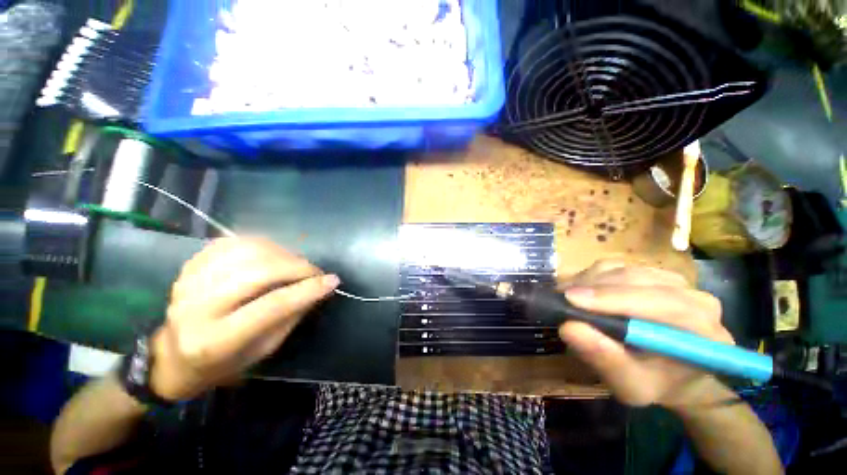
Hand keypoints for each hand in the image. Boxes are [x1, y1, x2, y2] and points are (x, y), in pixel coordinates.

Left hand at [149, 238, 339, 400]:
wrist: (173, 357)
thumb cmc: (224, 362)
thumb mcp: (263, 350)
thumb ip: (290, 316)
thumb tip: (319, 288)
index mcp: (215, 341)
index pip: (271, 306)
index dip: (307, 290)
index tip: (333, 280)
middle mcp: (196, 308)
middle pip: (258, 273)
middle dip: (297, 267)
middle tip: (315, 272)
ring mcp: (188, 282)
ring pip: (247, 251)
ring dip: (282, 253)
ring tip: (296, 264)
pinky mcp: (189, 266)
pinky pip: (233, 242)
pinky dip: (261, 244)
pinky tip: (273, 255)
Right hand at [558, 260, 732, 408]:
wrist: (671, 371)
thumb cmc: (654, 382)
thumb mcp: (630, 386)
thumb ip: (606, 360)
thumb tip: (568, 327)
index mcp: (703, 330)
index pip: (664, 302)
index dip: (615, 298)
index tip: (572, 299)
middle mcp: (694, 296)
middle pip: (638, 279)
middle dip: (594, 288)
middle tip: (561, 299)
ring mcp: (672, 279)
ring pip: (622, 269)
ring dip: (589, 282)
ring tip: (569, 299)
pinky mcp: (650, 272)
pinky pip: (615, 266)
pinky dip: (591, 277)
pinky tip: (582, 293)